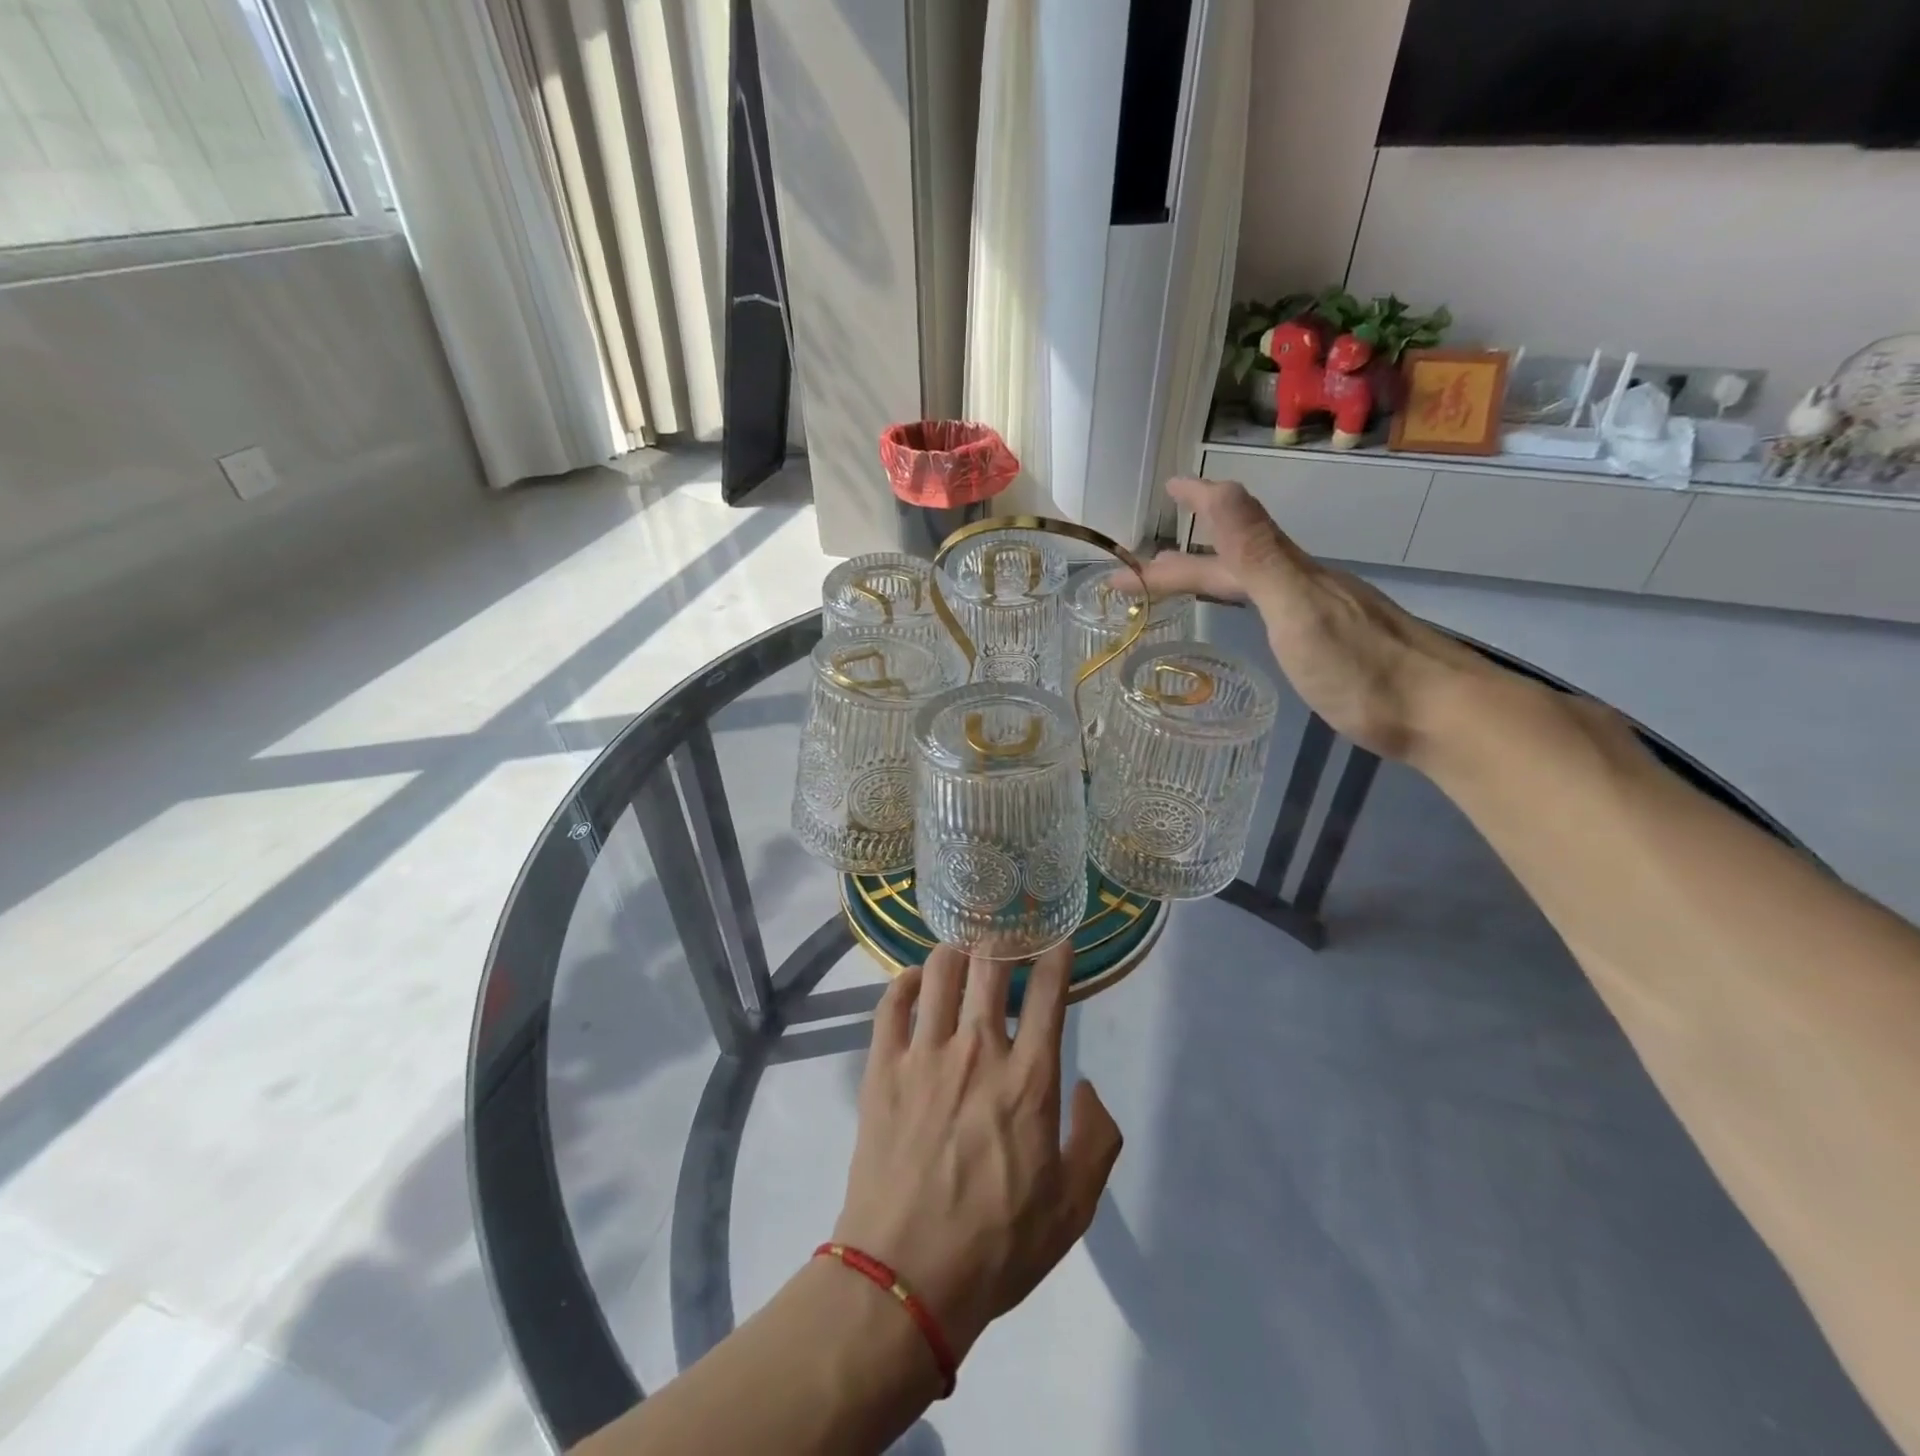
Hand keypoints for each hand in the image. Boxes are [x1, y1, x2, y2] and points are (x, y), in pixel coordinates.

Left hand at [832, 943, 1122, 1361]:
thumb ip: (1097, 1140)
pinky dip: (907, 981)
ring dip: (957, 949)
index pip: (1048, 994)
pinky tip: (917, 979)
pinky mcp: (882, 1067)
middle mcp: (977, 1050)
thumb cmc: (997, 1245)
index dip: (1056, 957)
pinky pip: (892, 1003)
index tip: (1058, 940)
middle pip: (991, 966)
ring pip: (940, 971)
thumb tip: (1088, 1088)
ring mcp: (924, 1054)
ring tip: (965, 946)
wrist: (905, 1277)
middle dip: (1004, 938)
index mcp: (1029, 1080)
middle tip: (1008, 930)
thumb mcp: (1074, 1208)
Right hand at [1142, 477, 1481, 759]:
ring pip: (1254, 582)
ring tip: (1180, 583)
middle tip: (1142, 567)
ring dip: (1212, 576)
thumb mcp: (1297, 608)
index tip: (1164, 490)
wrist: (1442, 715)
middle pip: (1235, 562)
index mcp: (1290, 575)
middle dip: (1184, 561)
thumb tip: (1219, 487)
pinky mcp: (1333, 643)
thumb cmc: (1361, 670)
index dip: (1193, 517)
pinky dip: (1242, 600)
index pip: (1226, 541)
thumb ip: (1257, 553)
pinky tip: (1249, 615)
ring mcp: (1322, 613)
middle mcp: (1304, 585)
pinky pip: (1270, 606)